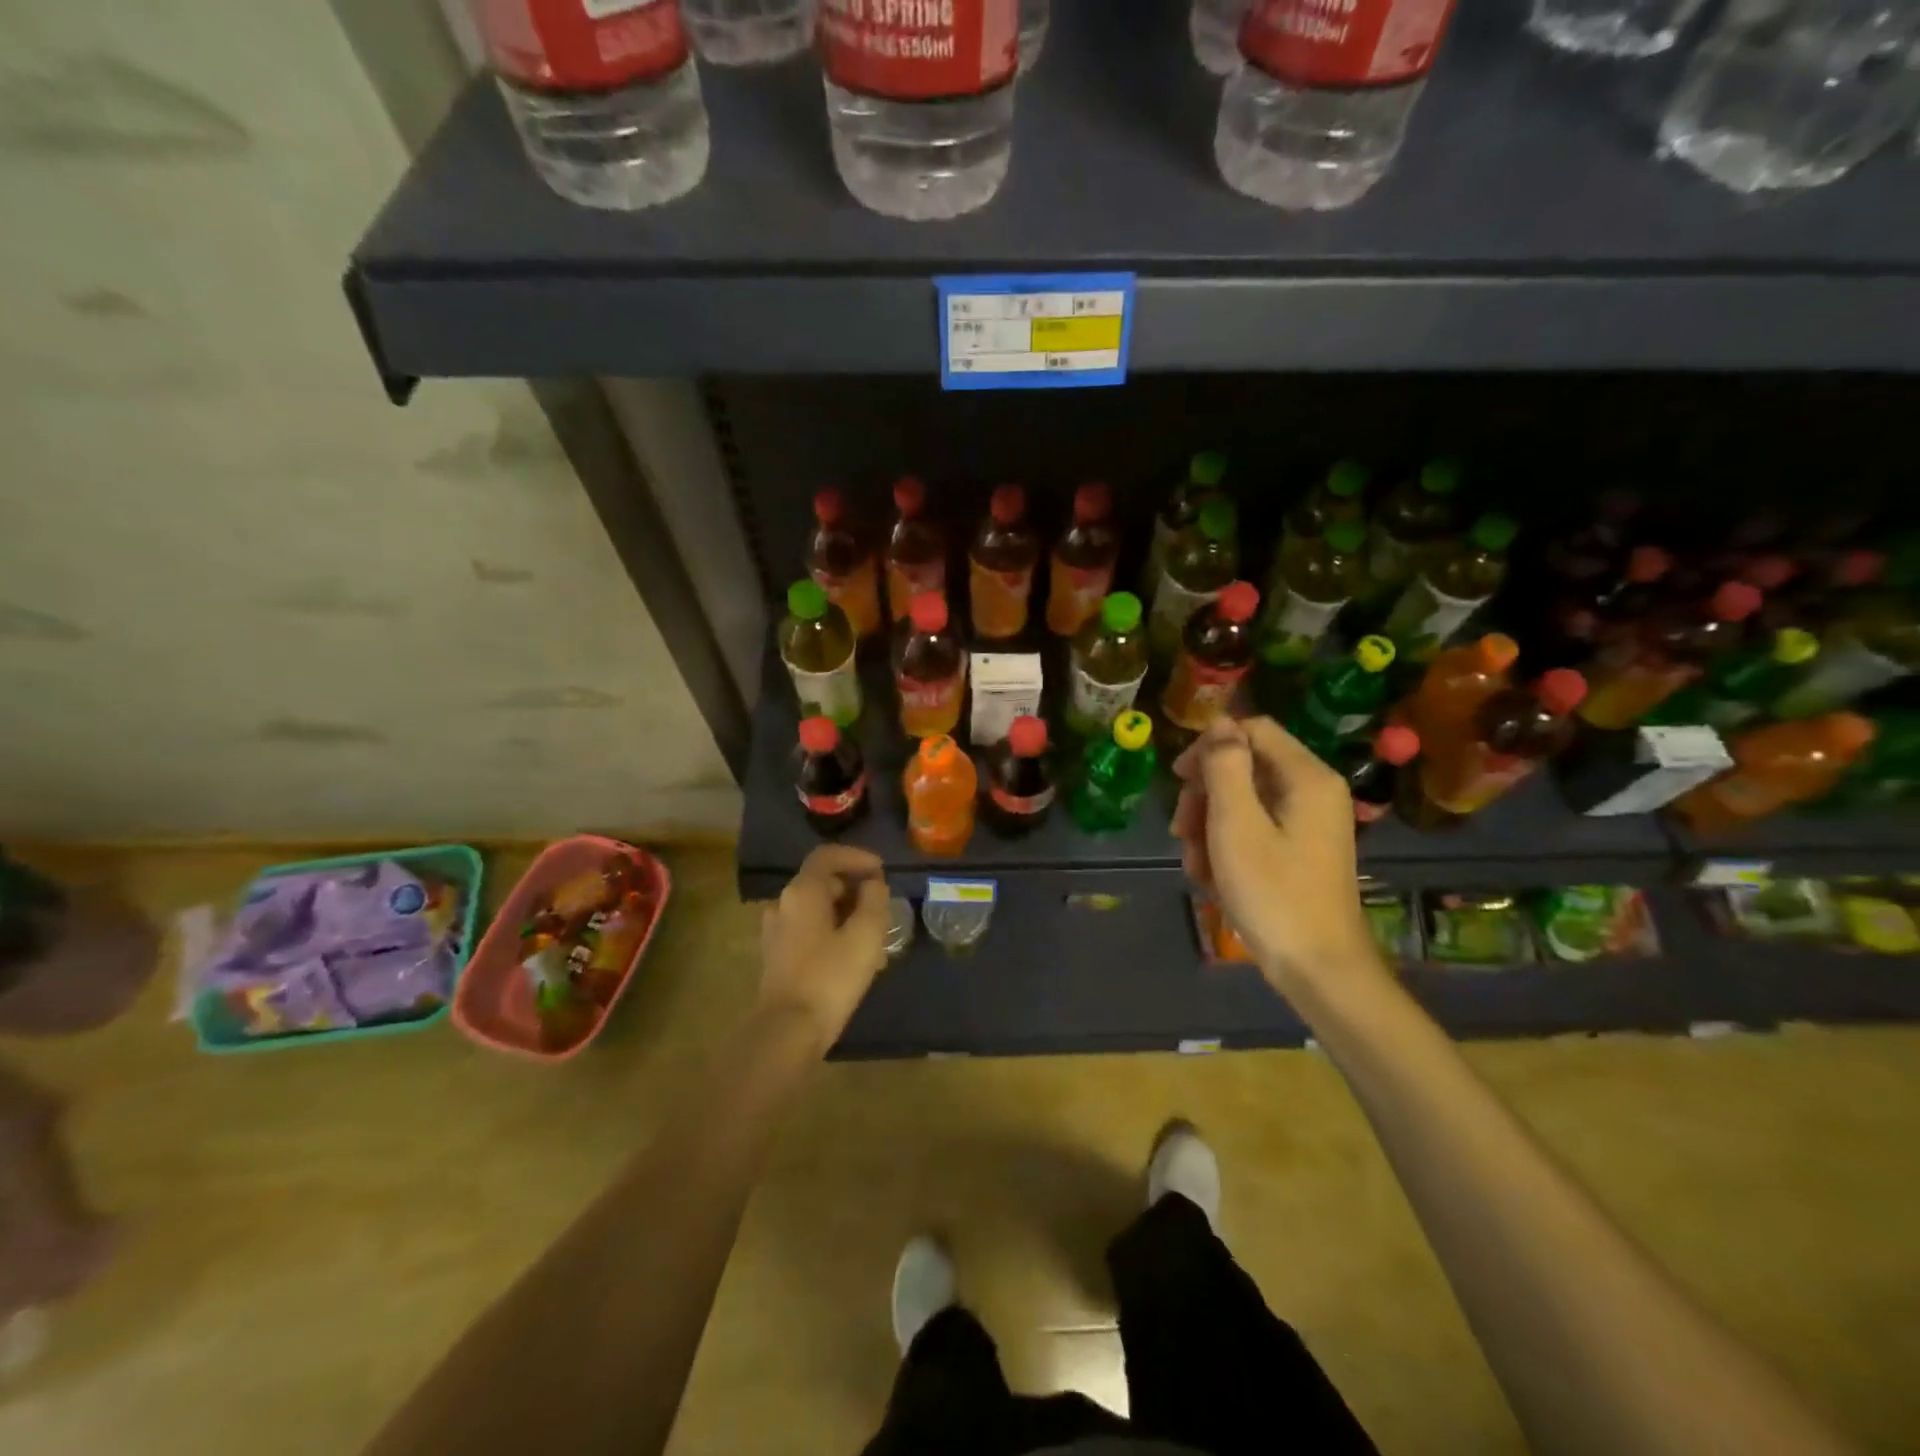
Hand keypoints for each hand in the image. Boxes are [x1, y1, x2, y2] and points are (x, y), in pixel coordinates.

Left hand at [757, 845, 890, 1051]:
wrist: (787, 1031)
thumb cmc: (830, 977)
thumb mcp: (866, 935)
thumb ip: (874, 901)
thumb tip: (873, 884)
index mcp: (802, 892)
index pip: (827, 856)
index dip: (857, 857)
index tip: (881, 871)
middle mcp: (783, 904)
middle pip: (821, 881)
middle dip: (854, 887)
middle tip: (881, 905)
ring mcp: (776, 931)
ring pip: (816, 908)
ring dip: (845, 912)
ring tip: (873, 933)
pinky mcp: (776, 955)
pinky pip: (808, 929)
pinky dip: (831, 930)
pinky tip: (852, 955)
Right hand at [1172, 717, 1378, 991]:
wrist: (1318, 968)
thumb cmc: (1274, 893)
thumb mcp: (1236, 825)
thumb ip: (1225, 767)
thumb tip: (1219, 723)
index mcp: (1306, 777)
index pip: (1252, 729)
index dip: (1210, 747)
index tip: (1178, 780)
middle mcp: (1313, 791)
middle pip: (1245, 766)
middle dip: (1205, 795)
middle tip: (1181, 830)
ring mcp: (1309, 822)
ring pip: (1244, 800)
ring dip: (1209, 825)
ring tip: (1195, 863)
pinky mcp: (1300, 849)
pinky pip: (1255, 828)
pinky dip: (1227, 845)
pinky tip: (1211, 877)